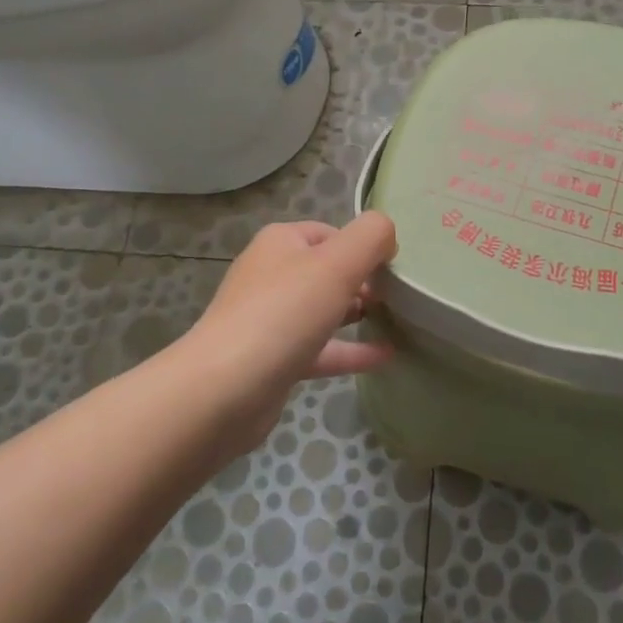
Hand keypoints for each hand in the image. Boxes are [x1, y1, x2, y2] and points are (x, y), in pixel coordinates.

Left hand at [184, 213, 397, 453]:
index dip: (363, 245)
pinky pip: (320, 349)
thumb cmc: (283, 313)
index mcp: (281, 243)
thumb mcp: (337, 264)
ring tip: (397, 320)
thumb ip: (370, 238)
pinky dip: (350, 350)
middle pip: (327, 270)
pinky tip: (386, 356)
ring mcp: (270, 320)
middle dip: (363, 280)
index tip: (395, 266)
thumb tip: (387, 234)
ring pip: (323, 310)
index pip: (331, 232)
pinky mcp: (274, 360)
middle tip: (399, 296)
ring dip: (357, 313)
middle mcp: (272, 275)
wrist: (224, 390)